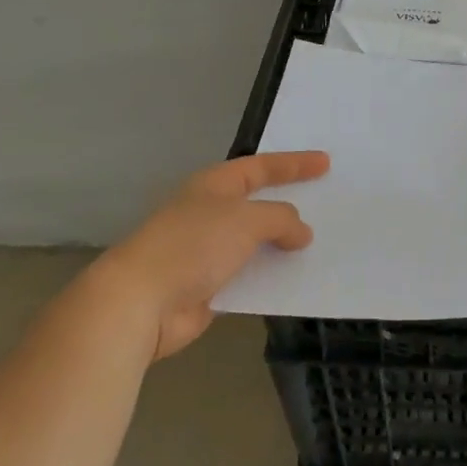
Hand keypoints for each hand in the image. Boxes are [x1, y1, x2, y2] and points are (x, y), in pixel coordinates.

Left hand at [105, 152, 325, 360]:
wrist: (140, 302)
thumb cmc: (193, 245)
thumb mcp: (246, 220)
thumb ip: (281, 219)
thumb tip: (300, 232)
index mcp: (215, 185)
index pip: (261, 167)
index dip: (294, 164)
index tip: (326, 163)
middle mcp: (211, 213)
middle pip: (258, 203)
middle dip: (289, 203)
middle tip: (326, 202)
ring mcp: (207, 252)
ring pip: (255, 242)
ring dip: (282, 244)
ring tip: (320, 244)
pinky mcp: (208, 288)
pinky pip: (249, 276)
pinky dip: (271, 276)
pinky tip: (296, 280)